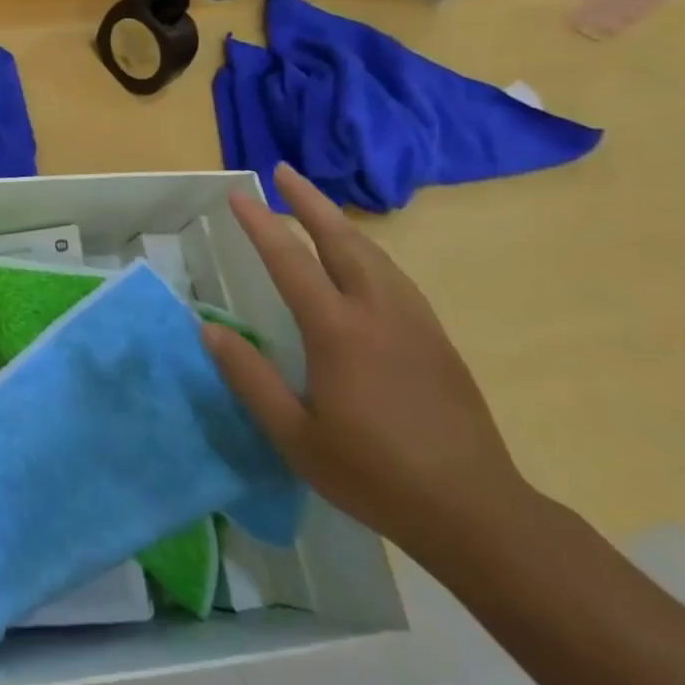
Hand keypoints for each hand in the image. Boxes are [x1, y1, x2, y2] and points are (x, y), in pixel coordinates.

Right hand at [205, 163, 532, 561]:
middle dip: (310, 201)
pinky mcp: (437, 340)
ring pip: (374, 255)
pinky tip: (361, 261)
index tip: (239, 194)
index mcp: (339, 331)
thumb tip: (209, 330)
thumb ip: (249, 378)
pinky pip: (395, 277)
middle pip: (342, 240)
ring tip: (315, 207)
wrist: (476, 512)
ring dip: (340, 223)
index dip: (261, 224)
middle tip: (283, 171)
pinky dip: (368, 252)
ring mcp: (415, 323)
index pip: (291, 261)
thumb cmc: (373, 474)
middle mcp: (378, 313)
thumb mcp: (294, 435)